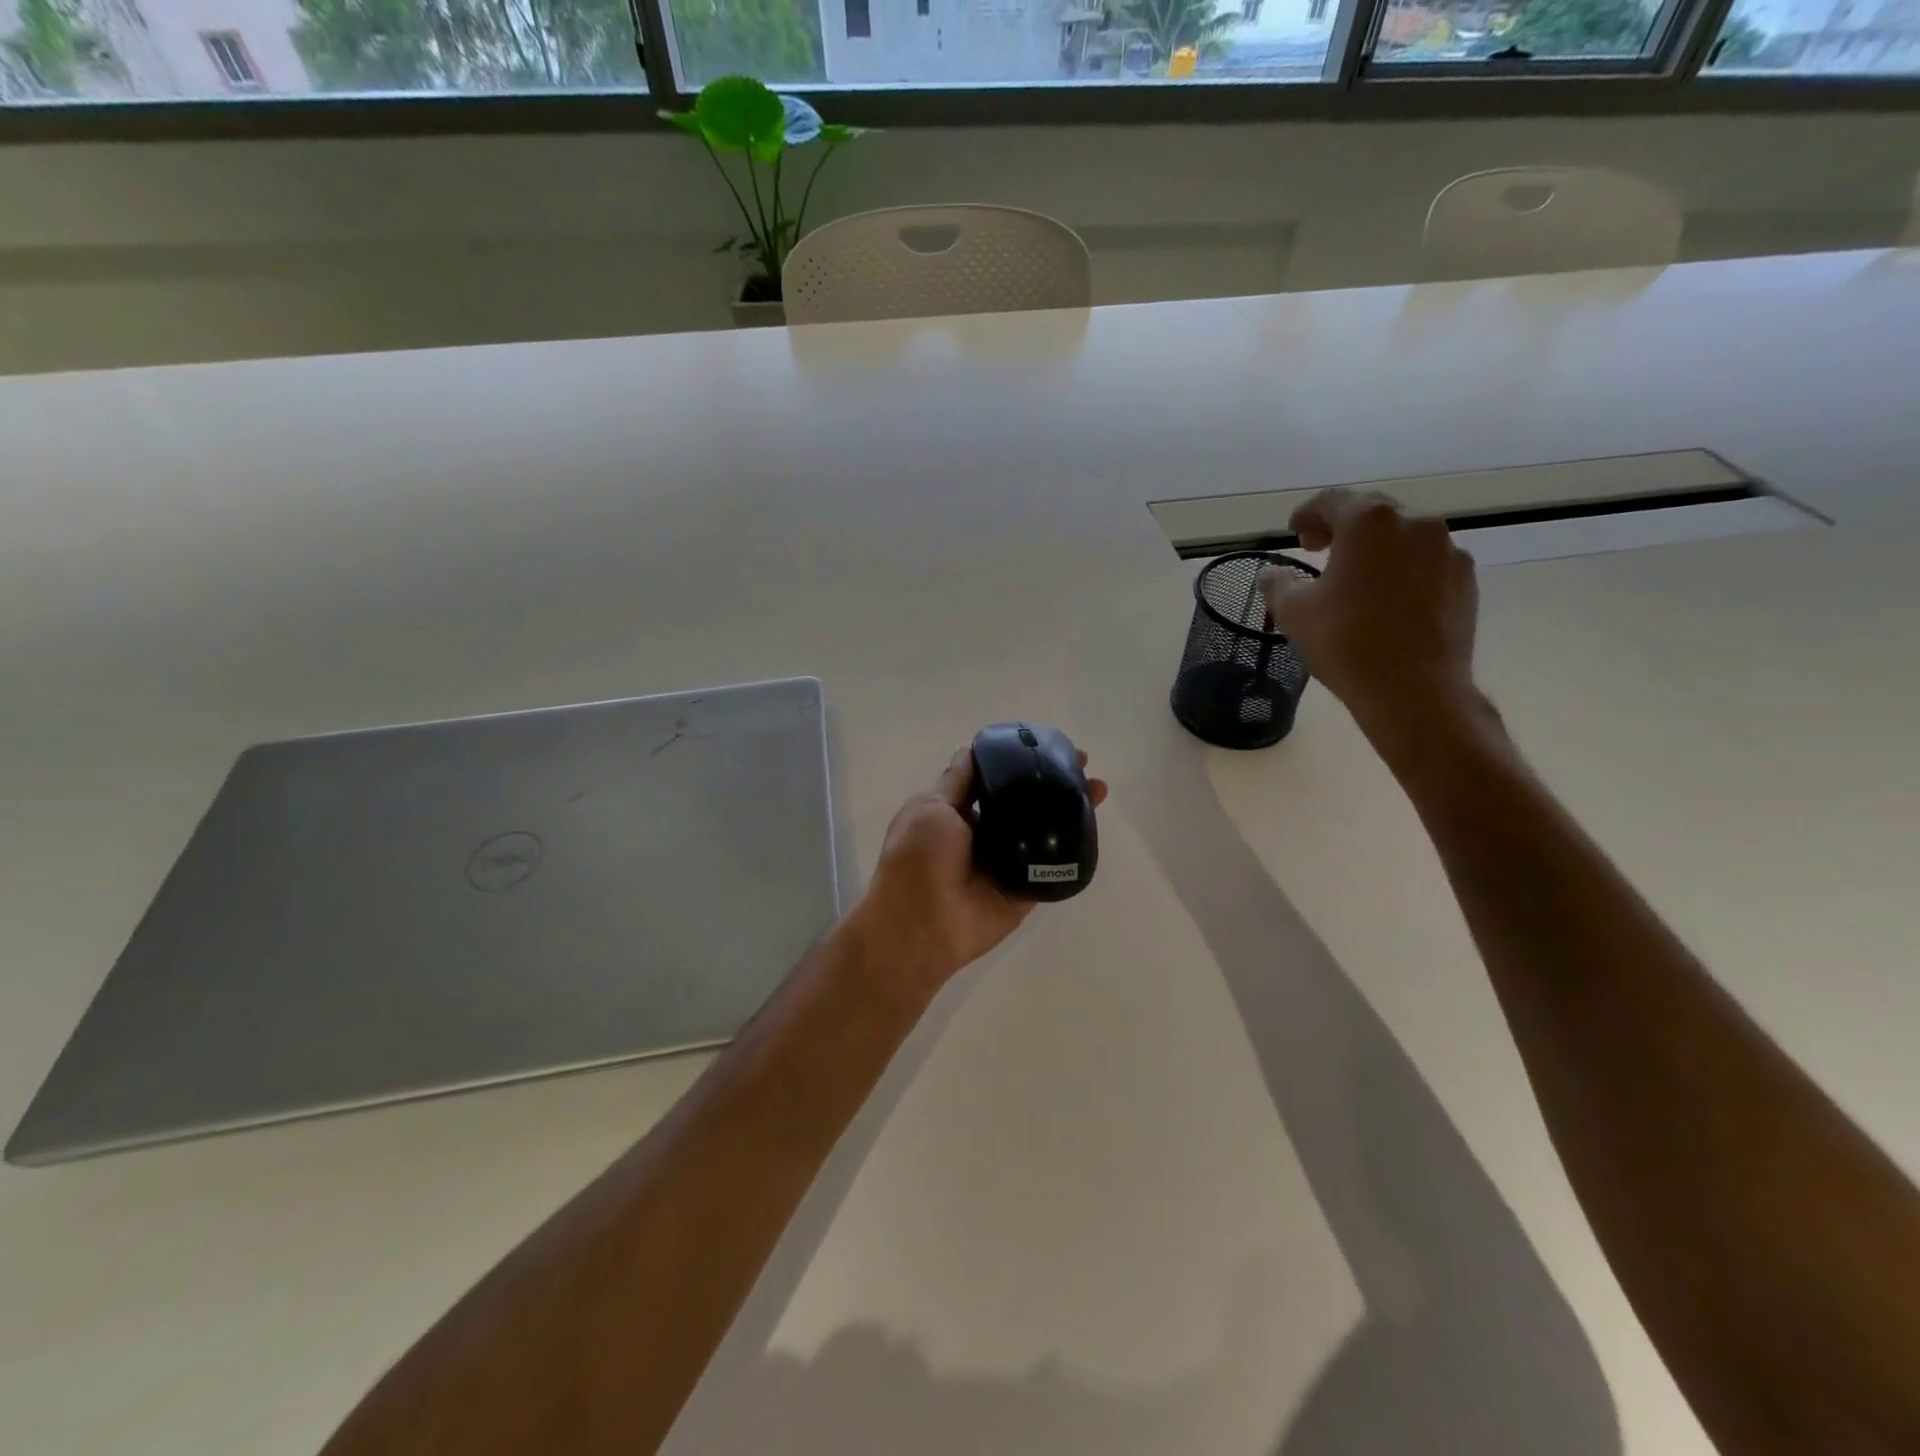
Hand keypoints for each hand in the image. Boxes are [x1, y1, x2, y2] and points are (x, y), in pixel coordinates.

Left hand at [841, 746, 1108, 999]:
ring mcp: (1008, 862)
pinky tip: (1093, 825)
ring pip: (1044, 829)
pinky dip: (1073, 847)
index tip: (1047, 745)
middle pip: (1025, 802)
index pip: (995, 779)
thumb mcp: (929, 807)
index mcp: (958, 813)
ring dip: (1071, 809)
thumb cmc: (917, 858)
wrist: (921, 925)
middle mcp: (985, 834)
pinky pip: (1053, 865)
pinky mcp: (1026, 888)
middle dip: (1052, 782)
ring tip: (1098, 789)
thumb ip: (956, 781)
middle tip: (1083, 766)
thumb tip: (970, 749)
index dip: (1019, 761)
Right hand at [1259, 489, 1485, 752]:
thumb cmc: (1345, 642)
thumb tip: (1273, 574)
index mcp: (1368, 522)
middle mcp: (1414, 523)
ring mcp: (1447, 550)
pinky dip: (1404, 569)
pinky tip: (1389, 599)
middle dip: (1343, 526)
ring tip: (1357, 578)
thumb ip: (1278, 583)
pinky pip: (1428, 561)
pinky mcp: (1466, 579)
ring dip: (1377, 547)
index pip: (1331, 501)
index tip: (1295, 532)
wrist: (1414, 689)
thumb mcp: (1293, 612)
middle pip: (1372, 511)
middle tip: (1320, 550)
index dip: (1306, 513)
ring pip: (1404, 536)